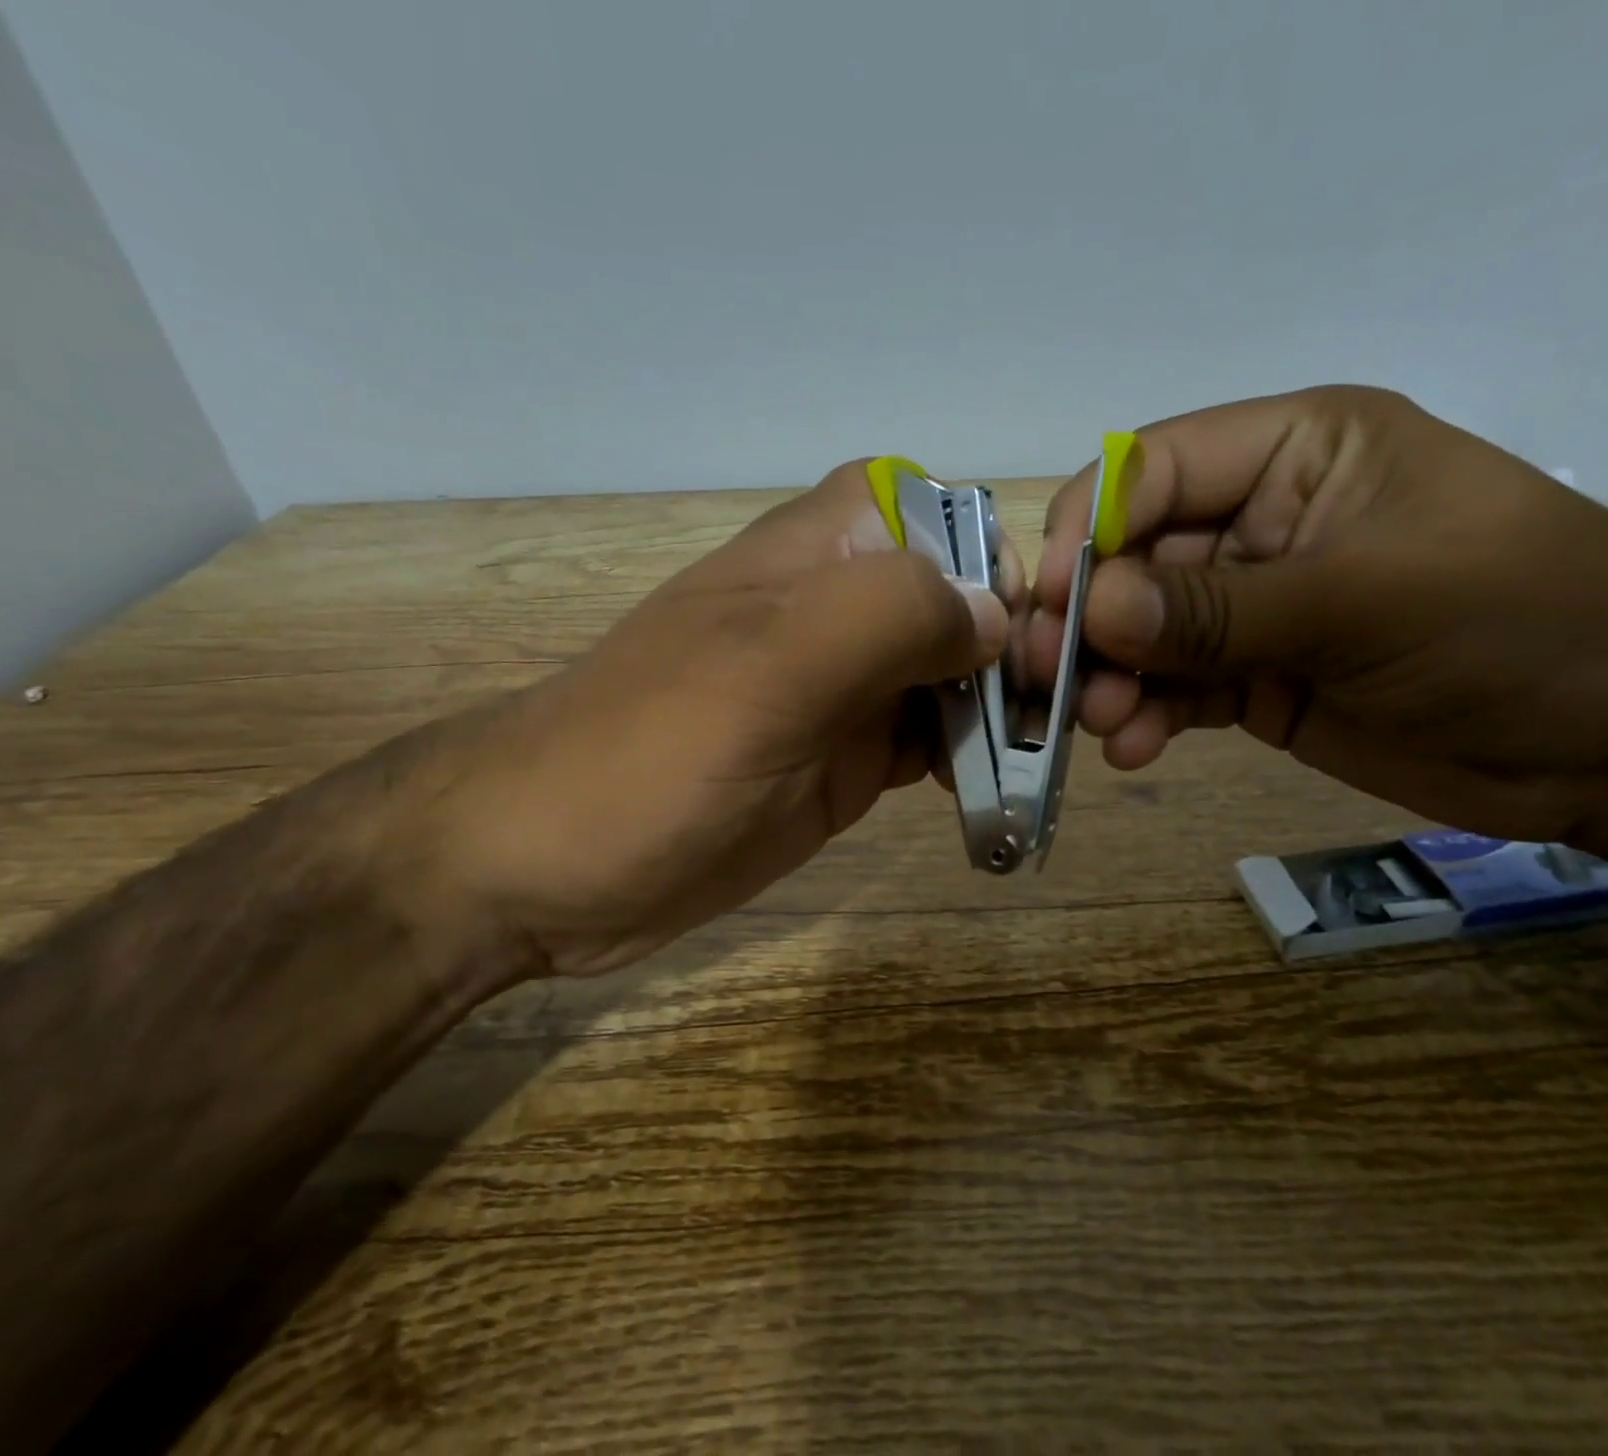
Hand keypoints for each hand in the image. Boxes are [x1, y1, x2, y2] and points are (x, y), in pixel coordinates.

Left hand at [389, 462, 1022, 980]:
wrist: (546, 867)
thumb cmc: (647, 756)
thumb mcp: (768, 669)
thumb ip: (885, 618)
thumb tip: (994, 613)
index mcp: (819, 556)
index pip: (939, 513)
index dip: (995, 559)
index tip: (1037, 635)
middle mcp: (839, 612)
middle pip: (960, 600)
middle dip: (1017, 645)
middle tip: (1061, 716)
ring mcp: (843, 691)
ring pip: (952, 675)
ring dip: (1001, 708)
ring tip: (1045, 760)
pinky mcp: (841, 759)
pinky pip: (928, 742)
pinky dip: (969, 759)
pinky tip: (1000, 791)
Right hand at [1027, 385, 1607, 846]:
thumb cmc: (1519, 624)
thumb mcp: (1364, 600)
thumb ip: (1217, 606)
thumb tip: (1092, 608)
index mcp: (1293, 453)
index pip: (1152, 469)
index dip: (1090, 527)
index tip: (1048, 598)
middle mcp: (1257, 522)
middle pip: (1132, 558)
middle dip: (1086, 618)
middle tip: (1044, 674)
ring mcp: (1250, 607)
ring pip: (1142, 632)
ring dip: (1109, 676)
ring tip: (1099, 722)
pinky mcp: (1251, 677)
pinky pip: (1173, 688)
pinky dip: (1146, 716)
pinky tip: (1135, 748)